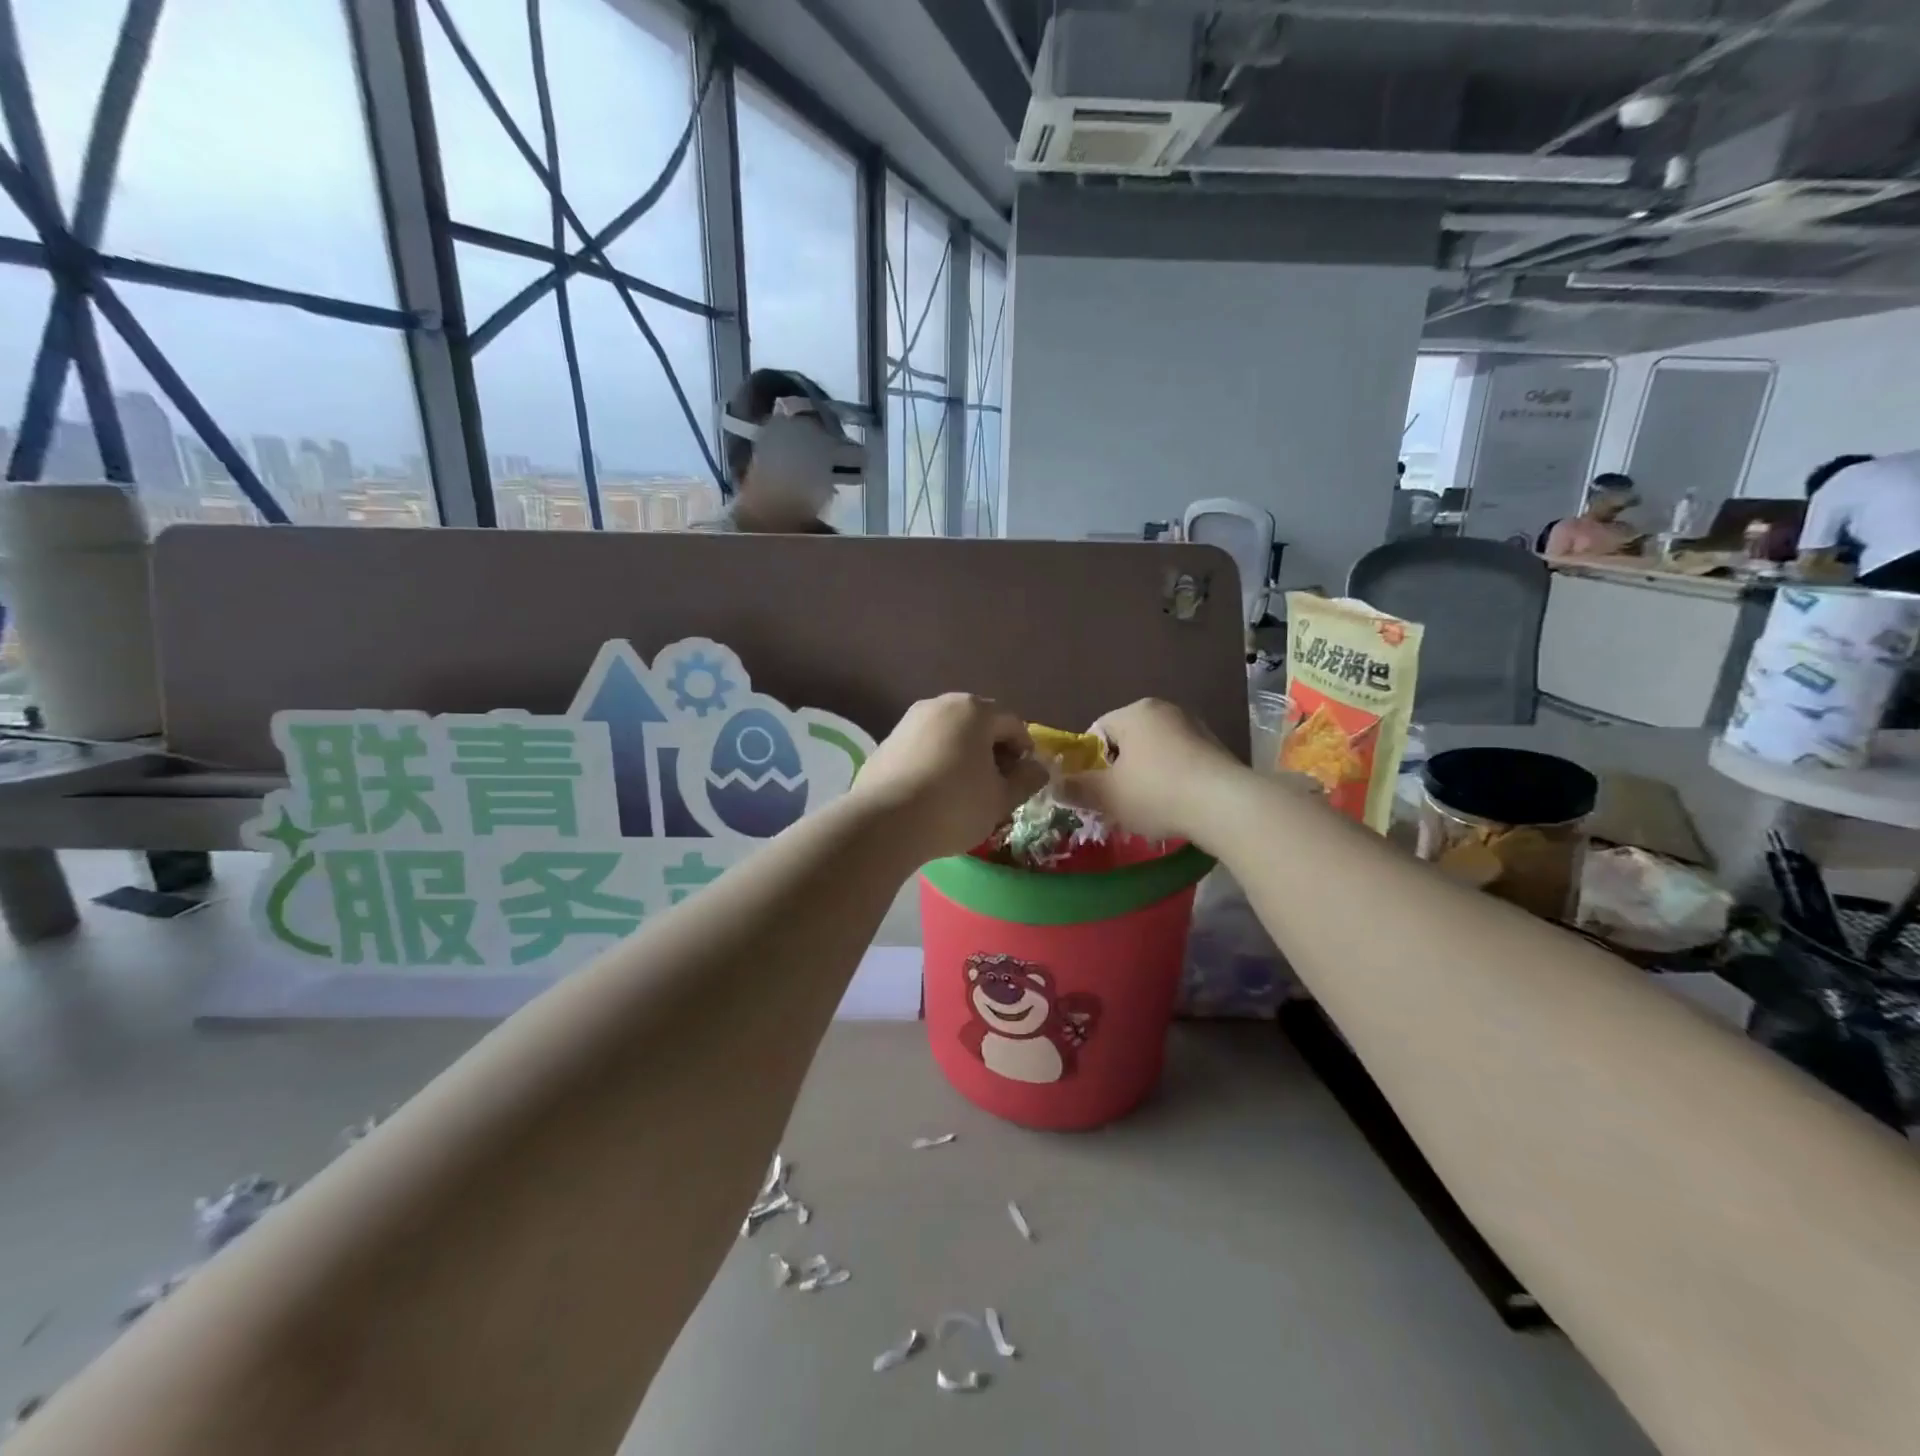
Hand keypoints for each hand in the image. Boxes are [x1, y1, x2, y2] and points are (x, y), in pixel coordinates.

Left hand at [851, 695, 1048, 859]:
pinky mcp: (887, 741)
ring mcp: (909, 721)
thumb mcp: (1001, 799)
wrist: (885, 822)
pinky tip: (934, 793)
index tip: (1022, 780)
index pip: (1012, 724)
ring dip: (964, 756)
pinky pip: (924, 746)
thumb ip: (1026, 780)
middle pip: (978, 724)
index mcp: (974, 710)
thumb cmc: (955, 806)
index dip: (1024, 751)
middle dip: (992, 751)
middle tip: (996, 785)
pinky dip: (936, 762)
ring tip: (965, 791)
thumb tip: (1037, 768)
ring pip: (949, 734)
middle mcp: (940, 705)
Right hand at [1055, 698, 1243, 842]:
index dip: (1089, 762)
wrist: (1226, 806)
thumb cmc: (1156, 792)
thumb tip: (1053, 784)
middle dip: (1118, 772)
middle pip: (1128, 742)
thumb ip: (1076, 787)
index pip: (1098, 730)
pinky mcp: (1217, 750)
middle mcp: (1166, 710)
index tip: (1094, 790)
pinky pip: (1181, 764)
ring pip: (1155, 754)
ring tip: (1147, 811)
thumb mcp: (1106, 795)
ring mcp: (1196, 728)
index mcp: (1135, 712)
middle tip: (1117, 803)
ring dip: (1146, 778)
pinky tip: (1175, 808)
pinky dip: (1172, 782)